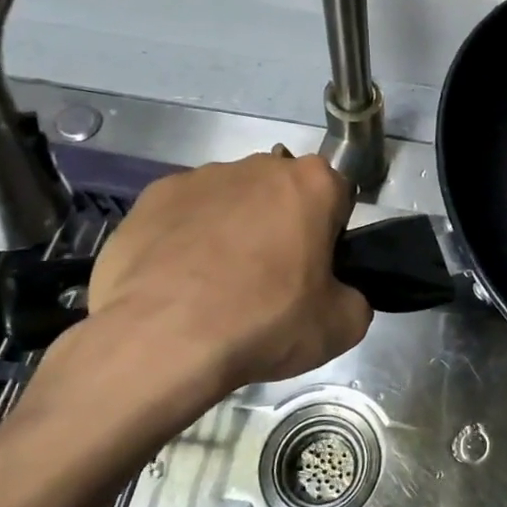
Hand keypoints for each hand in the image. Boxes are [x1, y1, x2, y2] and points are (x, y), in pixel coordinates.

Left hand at [9, 152, 371, 469]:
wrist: (162, 341)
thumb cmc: (265, 322)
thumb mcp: (342, 326)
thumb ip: (355, 297)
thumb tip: (340, 296)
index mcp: (314, 183)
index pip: (338, 196)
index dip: (331, 233)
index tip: (318, 269)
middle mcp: (260, 165)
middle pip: (282, 191)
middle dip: (281, 223)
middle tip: (272, 279)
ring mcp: (201, 177)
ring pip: (231, 200)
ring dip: (233, 229)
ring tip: (216, 286)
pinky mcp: (151, 197)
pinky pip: (182, 215)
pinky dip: (185, 239)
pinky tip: (177, 282)